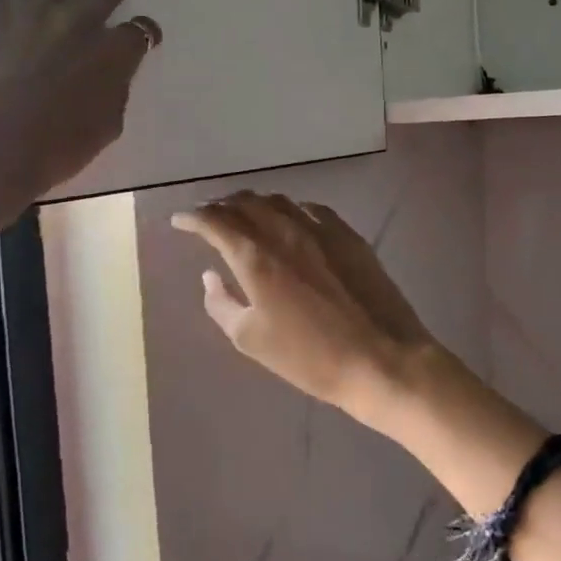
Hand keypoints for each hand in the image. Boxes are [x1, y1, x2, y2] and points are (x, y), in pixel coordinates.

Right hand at [171, 192, 442, 428]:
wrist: (381, 358)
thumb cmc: (309, 357)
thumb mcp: (252, 339)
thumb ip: (222, 303)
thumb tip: (210, 275)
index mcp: (256, 257)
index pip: (215, 222)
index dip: (193, 218)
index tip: (179, 219)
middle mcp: (285, 231)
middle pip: (246, 203)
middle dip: (221, 205)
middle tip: (208, 215)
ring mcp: (322, 230)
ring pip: (279, 201)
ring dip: (255, 203)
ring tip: (245, 214)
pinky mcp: (349, 236)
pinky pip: (312, 209)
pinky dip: (291, 209)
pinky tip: (291, 219)